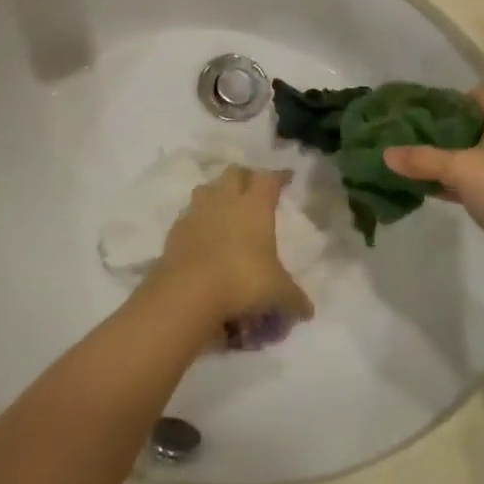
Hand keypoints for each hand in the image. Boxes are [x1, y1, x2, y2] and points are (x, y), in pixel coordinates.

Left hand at [150, 167, 314, 327]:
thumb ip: (294, 299)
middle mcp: (225, 200)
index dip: (279, 176)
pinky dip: (197, 220)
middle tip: (254, 189)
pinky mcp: (175, 230)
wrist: (188, 292)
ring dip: (217, 193)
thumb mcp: (278, 294)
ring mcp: (196, 212)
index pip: (269, 178)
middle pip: (235, 172)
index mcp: (255, 205)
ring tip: (225, 208)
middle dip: (245, 177)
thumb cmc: (242, 282)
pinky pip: (188, 215)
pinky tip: (203, 236)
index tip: (287, 178)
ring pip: (207, 188)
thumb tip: (308, 311)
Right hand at [384, 89, 483, 264]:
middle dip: (442, 132)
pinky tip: (435, 188)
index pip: (474, 96)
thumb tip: (385, 154)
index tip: (416, 112)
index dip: (445, 101)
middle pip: (474, 124)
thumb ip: (422, 159)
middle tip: (409, 137)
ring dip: (451, 158)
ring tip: (416, 162)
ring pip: (478, 153)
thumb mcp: (459, 169)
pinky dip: (462, 179)